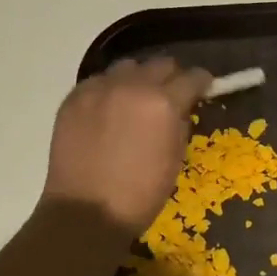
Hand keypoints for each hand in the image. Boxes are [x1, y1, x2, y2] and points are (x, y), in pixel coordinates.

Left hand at [42, 57, 210, 235]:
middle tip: (170, 95)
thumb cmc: (140, 194)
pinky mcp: (73, 98)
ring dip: (138, 79)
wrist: (86, 211)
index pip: (192, 77)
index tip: (203, 89)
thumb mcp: (175, 159)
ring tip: (135, 99)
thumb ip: (180, 124)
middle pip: (160, 64)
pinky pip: (98, 81)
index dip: (202, 82)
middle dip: (170, 77)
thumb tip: (180, 109)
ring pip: (127, 67)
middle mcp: (132, 86)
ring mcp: (98, 89)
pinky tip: (108, 110)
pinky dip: (109, 89)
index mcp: (163, 103)